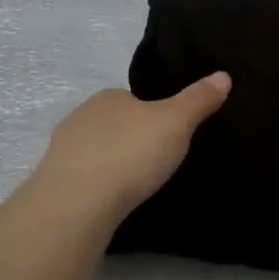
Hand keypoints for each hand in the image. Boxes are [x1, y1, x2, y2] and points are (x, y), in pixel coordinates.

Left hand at [33, 74, 231, 220]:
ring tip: (138, 185)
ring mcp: (63, 150)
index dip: (153, 113)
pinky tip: (114, 201)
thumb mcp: (176, 122)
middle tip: (158, 161)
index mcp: (109, 96)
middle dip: (133, 139)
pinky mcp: (55, 182)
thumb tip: (223, 75)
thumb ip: (198, 99)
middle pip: (115, 124)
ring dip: (114, 164)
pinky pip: (85, 178)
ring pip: (97, 151)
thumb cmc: (131, 153)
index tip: (171, 133)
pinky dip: (99, 186)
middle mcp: (81, 116)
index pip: (134, 98)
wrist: (77, 204)